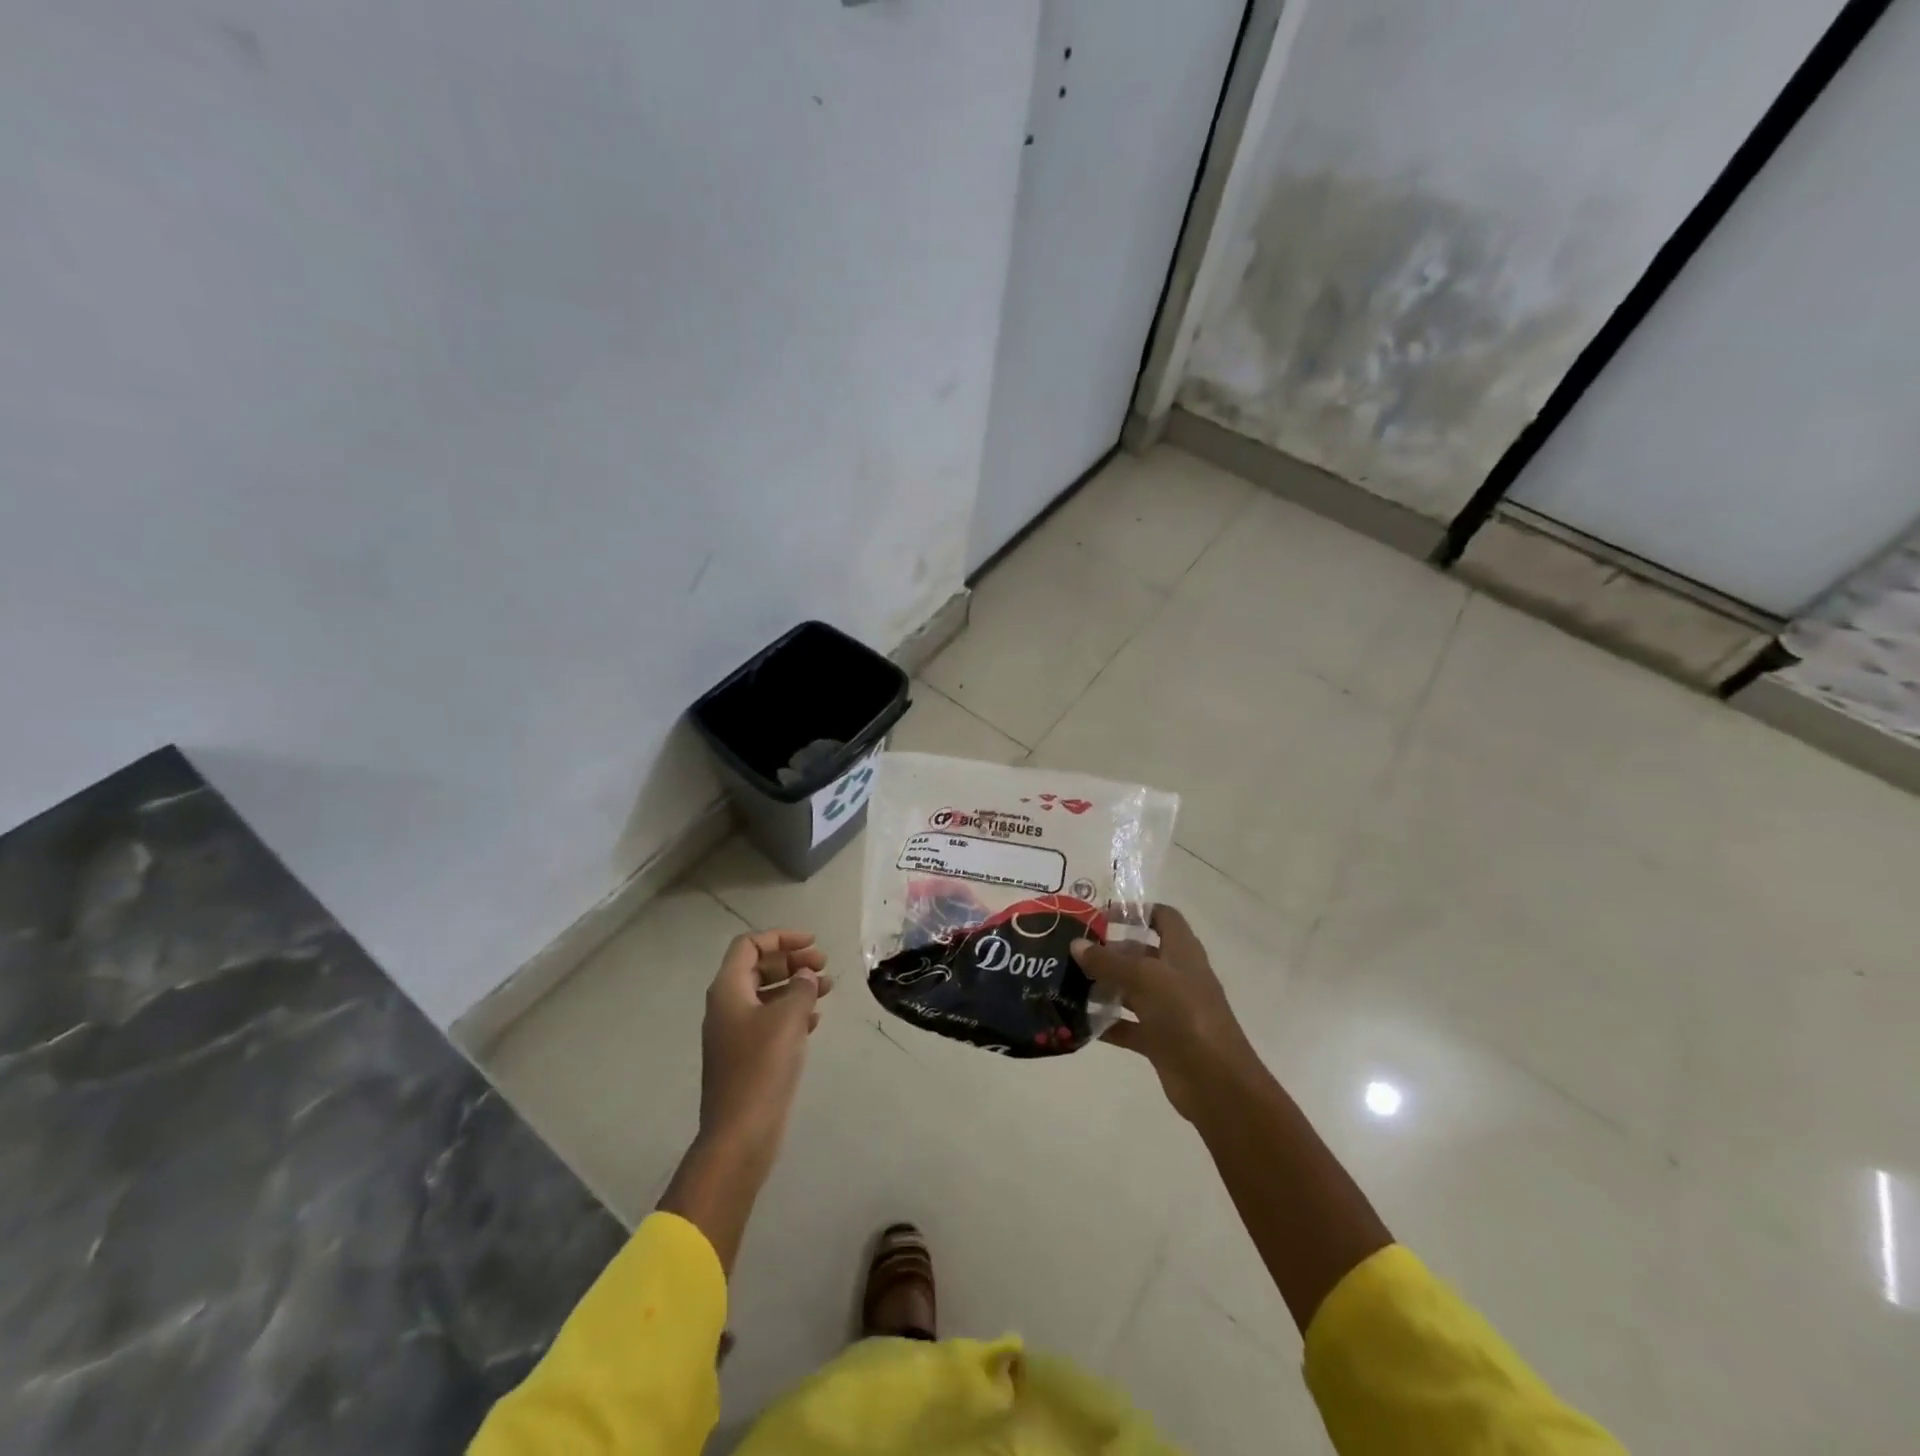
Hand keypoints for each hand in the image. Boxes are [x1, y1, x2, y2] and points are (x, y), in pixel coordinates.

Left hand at [698, 929, 832, 1156]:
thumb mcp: (788, 1018)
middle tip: (824, 966)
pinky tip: (815, 1021)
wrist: (740, 1133)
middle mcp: (726, 1006)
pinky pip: (769, 1021)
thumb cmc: (762, 1066)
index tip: (812, 943)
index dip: (781, 937)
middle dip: (792, 961)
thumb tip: (805, 976)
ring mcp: (734, 1033)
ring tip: (828, 990)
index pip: (750, 945)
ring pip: (766, 994)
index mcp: (728, 990)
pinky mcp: (745, 1057)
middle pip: (758, 967)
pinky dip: (792, 1013)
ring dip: (796, 986)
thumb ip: (801, 987)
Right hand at [1072, 905, 1260, 1123]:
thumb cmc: (1185, 1015)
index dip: (1136, 912)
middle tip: (1072, 952)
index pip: (1163, 918)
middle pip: (1141, 954)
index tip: (1102, 916)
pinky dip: (1108, 1022)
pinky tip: (1079, 1021)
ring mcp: (1169, 1009)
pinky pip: (1129, 1025)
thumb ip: (1108, 962)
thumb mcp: (1144, 979)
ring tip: (1068, 982)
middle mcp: (1177, 976)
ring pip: (1132, 990)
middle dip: (1110, 951)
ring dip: (1105, 986)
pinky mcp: (1160, 1039)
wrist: (1215, 1081)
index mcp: (1182, 952)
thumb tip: (1076, 944)